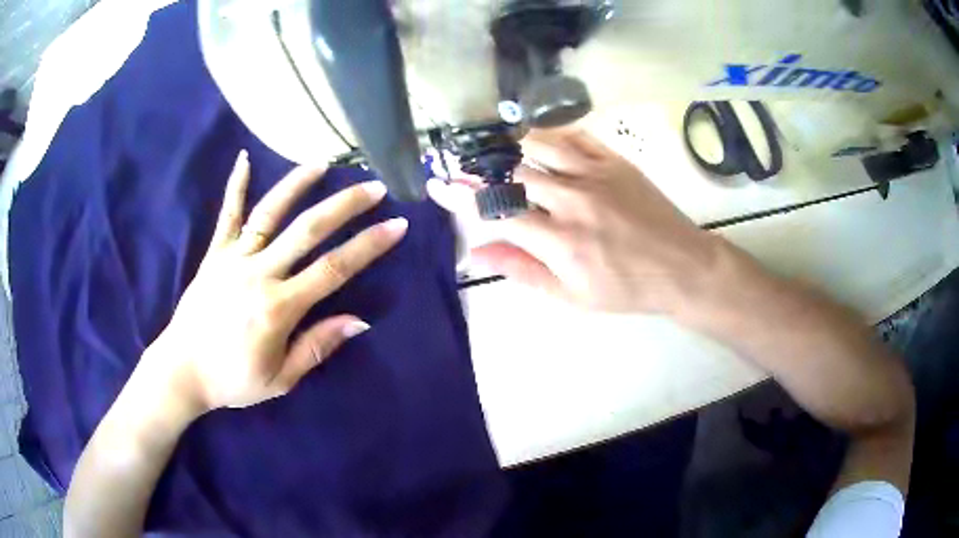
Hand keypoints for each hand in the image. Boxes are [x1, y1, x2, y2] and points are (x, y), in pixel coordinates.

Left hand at [145, 151, 407, 415]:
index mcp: (279, 307)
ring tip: (322, 163)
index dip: (368, 245)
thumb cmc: (232, 380)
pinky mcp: (214, 255)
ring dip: (297, 185)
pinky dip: (236, 187)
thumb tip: (360, 321)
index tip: (396, 225)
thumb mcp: (281, 379)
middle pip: (308, 230)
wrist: (182, 370)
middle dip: (345, 205)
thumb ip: (317, 346)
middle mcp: (259, 274)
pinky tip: (244, 159)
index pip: (333, 268)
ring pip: (270, 214)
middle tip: (373, 187)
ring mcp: (234, 259)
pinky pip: (227, 216)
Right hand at [428, 128, 723, 313]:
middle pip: (512, 174)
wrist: (681, 267)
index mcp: (560, 242)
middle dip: (479, 169)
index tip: (439, 185)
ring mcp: (595, 175)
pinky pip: (573, 136)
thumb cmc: (626, 288)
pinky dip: (548, 135)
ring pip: (538, 146)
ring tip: (492, 148)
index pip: (498, 213)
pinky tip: (535, 140)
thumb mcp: (572, 295)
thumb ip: (522, 270)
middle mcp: (573, 201)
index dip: (462, 197)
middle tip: (461, 165)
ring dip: (509, 146)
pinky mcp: (614, 161)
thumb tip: (476, 251)